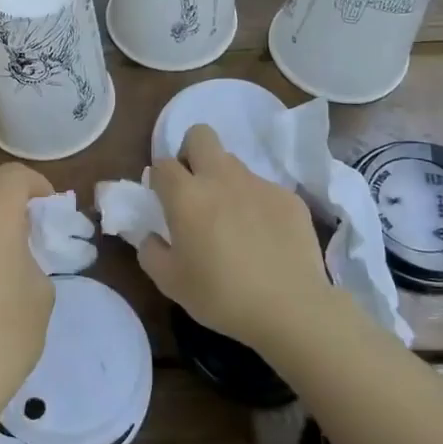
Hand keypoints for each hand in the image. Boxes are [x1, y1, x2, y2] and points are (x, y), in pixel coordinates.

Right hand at [139, 124, 330, 354]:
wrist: (290, 308)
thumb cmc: (221, 295)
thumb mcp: (170, 282)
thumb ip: (151, 252)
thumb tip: (151, 236)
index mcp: (186, 196)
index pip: (162, 164)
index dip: (158, 178)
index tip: (162, 200)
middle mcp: (221, 178)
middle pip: (200, 135)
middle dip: (191, 152)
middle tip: (194, 188)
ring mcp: (259, 184)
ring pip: (234, 163)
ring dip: (225, 181)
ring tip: (232, 220)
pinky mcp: (289, 198)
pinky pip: (264, 189)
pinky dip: (257, 204)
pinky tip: (264, 237)